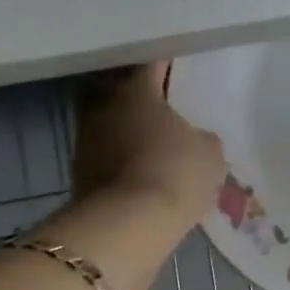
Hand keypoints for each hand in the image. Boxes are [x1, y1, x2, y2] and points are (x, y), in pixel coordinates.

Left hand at [72, 62, 225, 223]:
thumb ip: (202, 137)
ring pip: (112, 125)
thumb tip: (194, 139)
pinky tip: (143, 170)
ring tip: (155, 143)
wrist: (128, 225)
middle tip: (166, 107)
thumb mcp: (210, 152)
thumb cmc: (176, 172)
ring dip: (129, 131)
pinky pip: (107, 156)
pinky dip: (122, 160)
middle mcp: (104, 106)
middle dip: (141, 98)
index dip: (167, 66)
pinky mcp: (79, 174)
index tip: (179, 70)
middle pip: (122, 92)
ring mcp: (86, 140)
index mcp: (137, 89)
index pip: (152, 64)